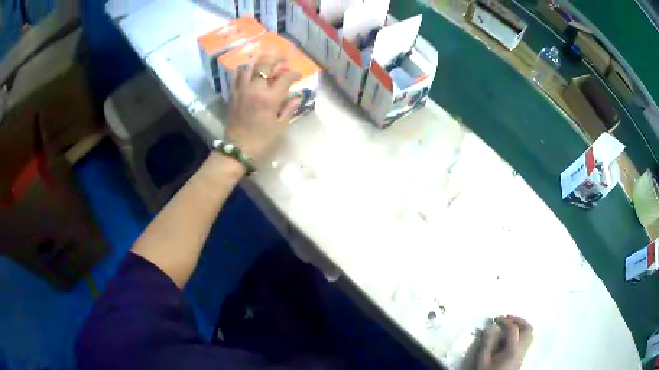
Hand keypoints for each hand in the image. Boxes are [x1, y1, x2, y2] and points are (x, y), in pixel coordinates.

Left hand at [225, 55, 301, 161]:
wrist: (237, 152)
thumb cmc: (262, 143)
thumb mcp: (280, 128)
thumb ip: (289, 109)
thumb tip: (297, 96)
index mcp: (269, 98)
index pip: (284, 78)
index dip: (293, 74)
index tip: (298, 76)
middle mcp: (255, 90)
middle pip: (265, 65)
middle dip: (276, 58)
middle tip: (282, 57)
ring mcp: (241, 91)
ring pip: (248, 67)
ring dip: (258, 61)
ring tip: (265, 61)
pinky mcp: (232, 95)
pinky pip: (235, 76)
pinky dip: (242, 70)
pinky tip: (248, 71)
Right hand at [476, 315, 532, 369]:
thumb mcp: (483, 360)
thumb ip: (487, 343)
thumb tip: (491, 327)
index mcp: (513, 349)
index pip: (513, 329)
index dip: (505, 321)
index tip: (496, 318)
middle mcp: (522, 349)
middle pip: (528, 329)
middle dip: (518, 320)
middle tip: (507, 318)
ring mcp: (524, 353)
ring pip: (530, 334)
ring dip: (522, 326)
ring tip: (510, 325)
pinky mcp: (522, 357)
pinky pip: (527, 340)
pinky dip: (521, 333)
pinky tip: (510, 337)